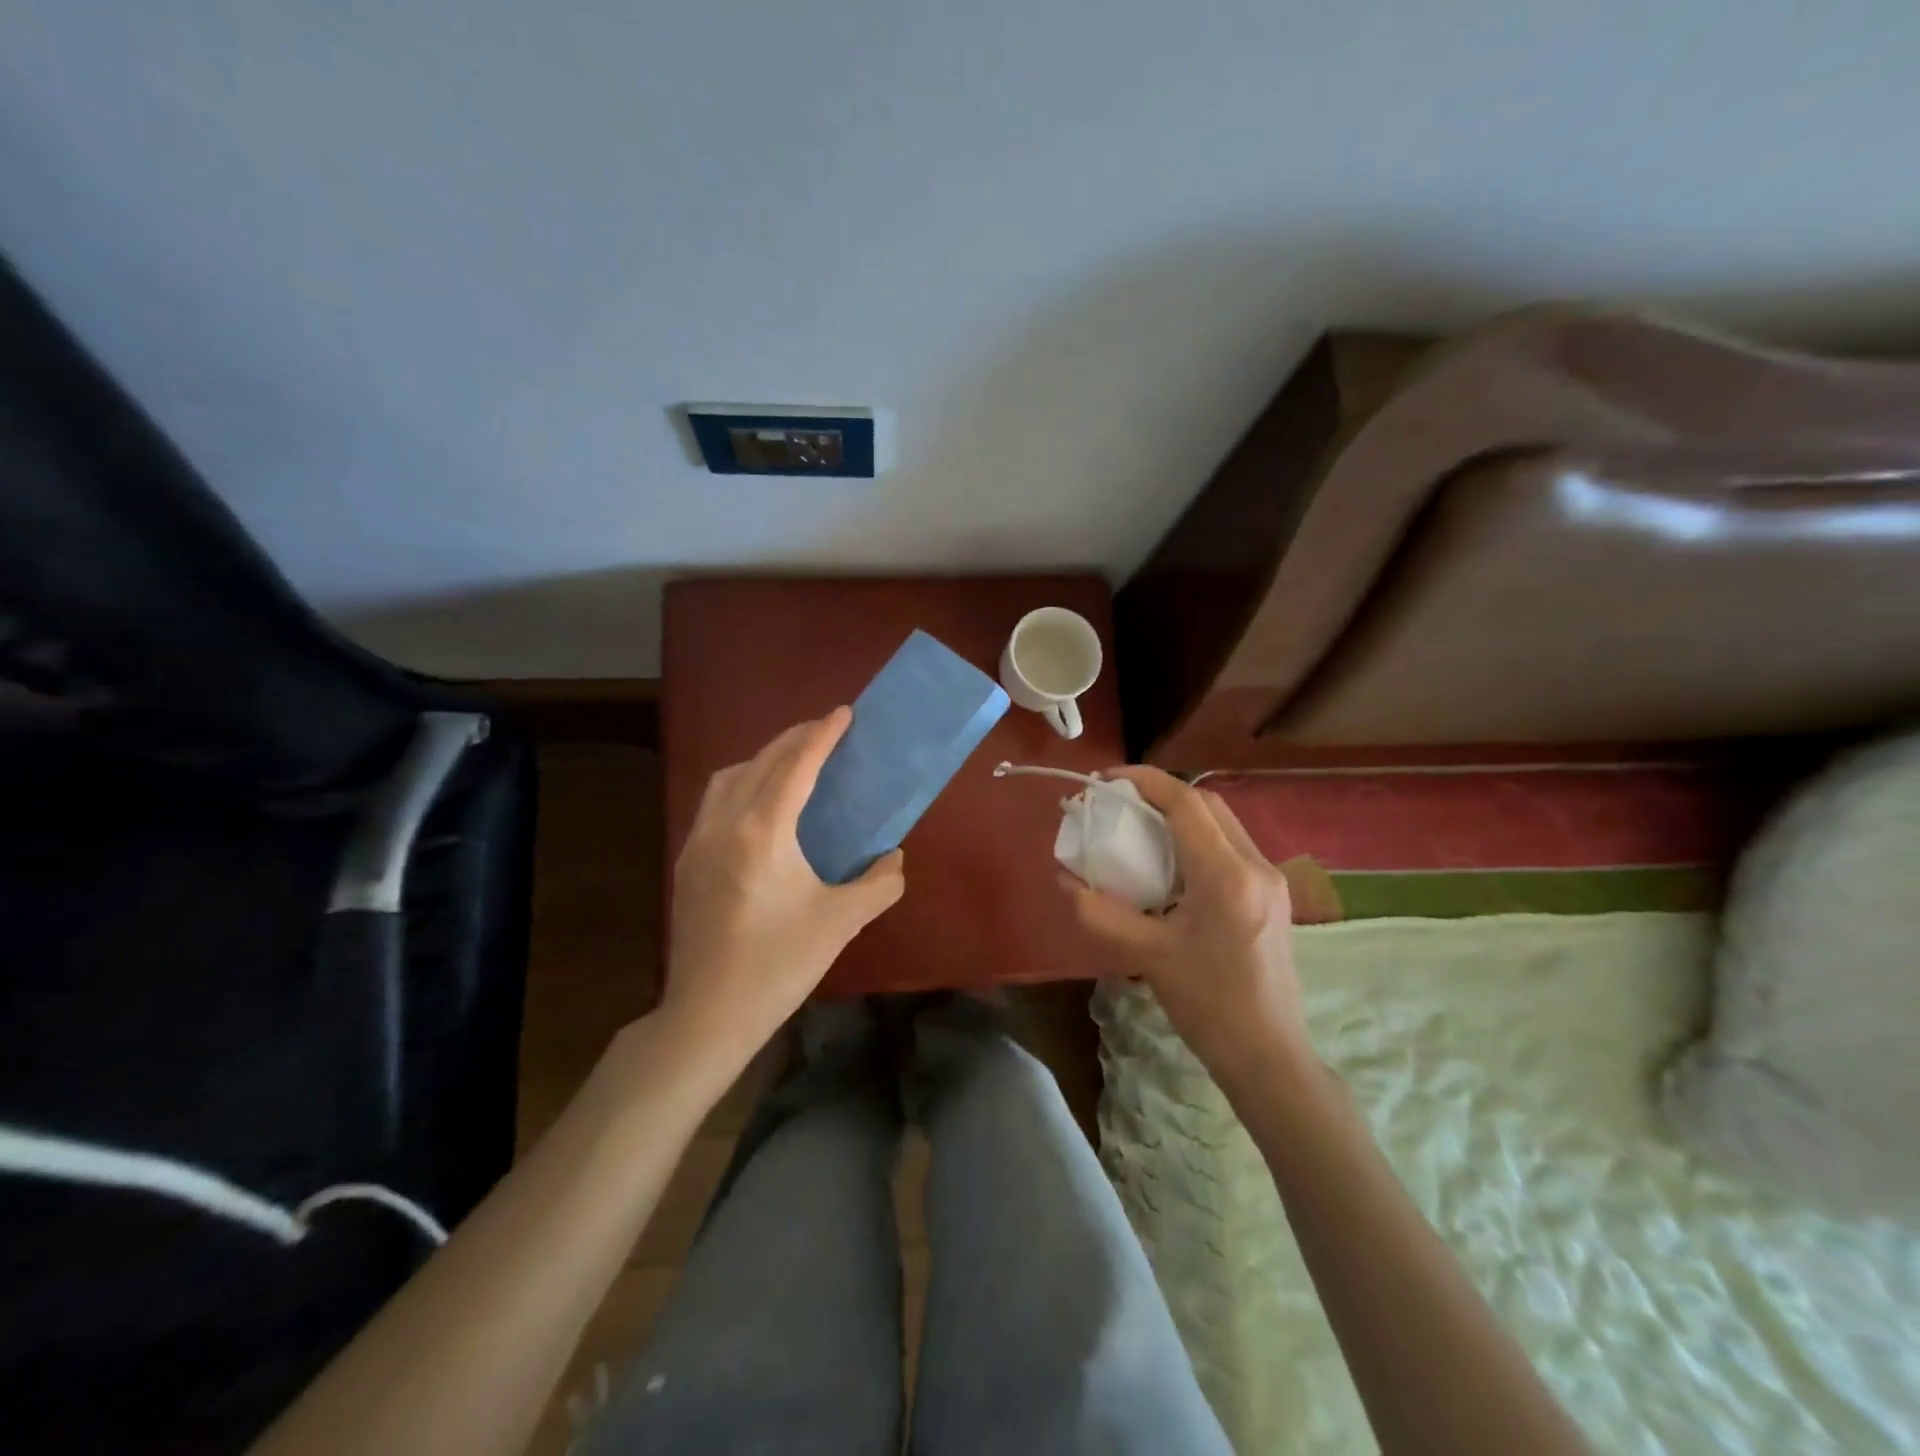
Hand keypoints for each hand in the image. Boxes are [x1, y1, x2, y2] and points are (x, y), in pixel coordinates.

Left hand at [663, 708, 904, 1068]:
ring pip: (729, 778)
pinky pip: (714, 802)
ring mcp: (698, 843)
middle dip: (794, 739)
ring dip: (762, 758)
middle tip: (825, 729)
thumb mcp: (841, 923)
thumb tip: (893, 859)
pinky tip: (760, 804)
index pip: (796, 767)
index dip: (821, 736)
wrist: (707, 1016)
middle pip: (760, 763)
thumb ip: (878, 884)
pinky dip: (741, 784)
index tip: (843, 713)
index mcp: (762, 833)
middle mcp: (724, 825)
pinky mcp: (687, 863)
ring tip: (792, 761)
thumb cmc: (778, 966)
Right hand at [1066, 766, 1309, 1084]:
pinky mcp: (1271, 895)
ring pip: (1222, 823)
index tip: (1106, 778)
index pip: (1186, 804)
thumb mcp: (1146, 956)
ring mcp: (1270, 879)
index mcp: (1227, 877)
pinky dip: (1196, 838)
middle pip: (1207, 804)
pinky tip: (1170, 863)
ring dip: (1180, 814)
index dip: (1144, 780)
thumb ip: (1101, 912)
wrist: (1268, 1056)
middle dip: (1161, 793)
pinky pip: (1230, 846)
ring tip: (1139, 827)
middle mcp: (1256, 866)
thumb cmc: (1208, 1006)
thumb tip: (1065, 878)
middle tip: (1119, 802)